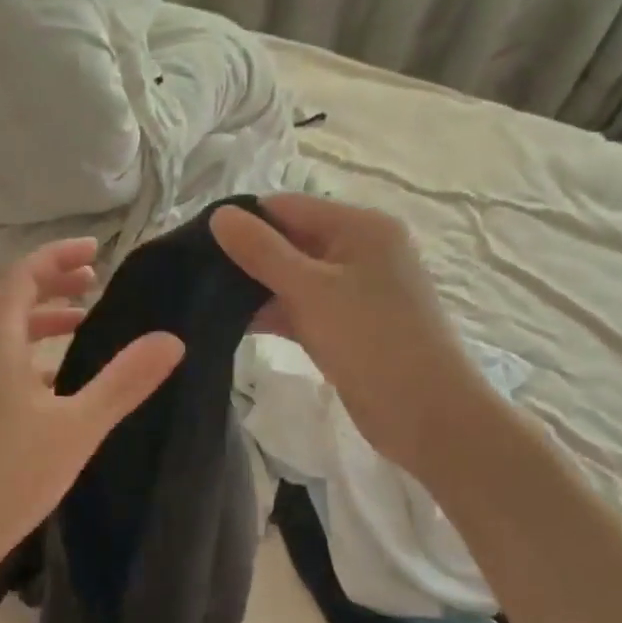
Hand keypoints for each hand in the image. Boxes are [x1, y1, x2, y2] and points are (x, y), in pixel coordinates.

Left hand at [0, 237, 184, 572]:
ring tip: (85, 321)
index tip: (96, 250)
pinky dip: (38, 355)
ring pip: (10, 335)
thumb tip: (172, 339)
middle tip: (94, 278)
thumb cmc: (10, 475)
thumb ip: (124, 382)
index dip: (55, 256)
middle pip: (12, 301)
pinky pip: (9, 365)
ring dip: (45, 318)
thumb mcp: (77, 427)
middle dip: (53, 282)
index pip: (21, 278)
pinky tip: (63, 380)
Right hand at [211, 193, 484, 472]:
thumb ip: (262, 251)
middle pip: (290, 240)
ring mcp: (355, 290)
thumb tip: (218, 214)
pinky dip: (273, 313)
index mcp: (360, 227)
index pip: (287, 207)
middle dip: (246, 256)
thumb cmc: (371, 340)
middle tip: (194, 275)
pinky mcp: (347, 325)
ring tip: (203, 299)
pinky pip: (303, 307)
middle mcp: (360, 250)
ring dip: (255, 288)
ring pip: (293, 277)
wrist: (427, 415)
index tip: (195, 244)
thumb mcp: (310, 289)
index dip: (243, 221)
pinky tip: (233, 324)